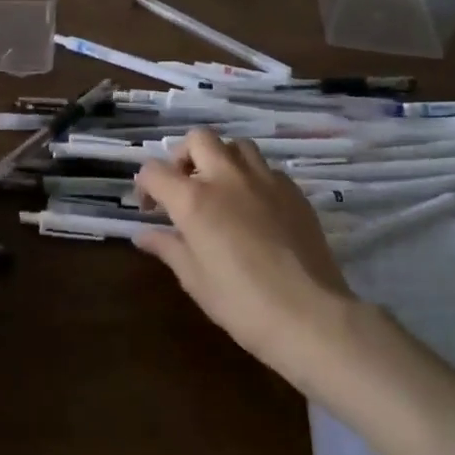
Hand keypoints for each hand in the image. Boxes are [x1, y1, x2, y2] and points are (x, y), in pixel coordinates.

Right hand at [134, 129, 382, 392]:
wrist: (310, 315)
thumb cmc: (241, 303)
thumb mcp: (194, 280)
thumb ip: (168, 248)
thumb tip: (144, 235)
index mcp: (194, 199)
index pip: (155, 171)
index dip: (145, 185)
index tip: (150, 209)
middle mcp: (227, 177)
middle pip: (199, 139)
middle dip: (183, 157)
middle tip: (184, 186)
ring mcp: (265, 180)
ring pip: (236, 145)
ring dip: (221, 159)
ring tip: (220, 190)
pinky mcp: (294, 191)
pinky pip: (266, 169)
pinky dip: (252, 178)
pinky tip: (254, 207)